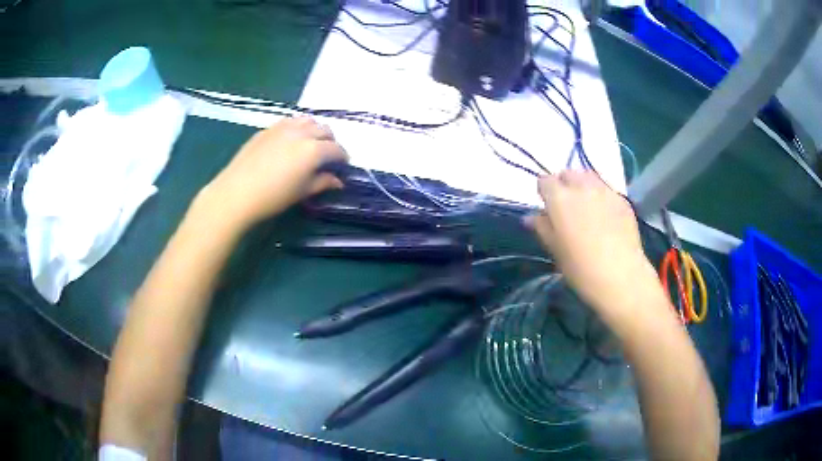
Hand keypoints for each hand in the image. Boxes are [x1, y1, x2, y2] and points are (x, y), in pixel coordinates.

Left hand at [201, 117, 347, 228]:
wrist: (236, 192)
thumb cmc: (273, 197)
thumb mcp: (302, 192)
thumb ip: (323, 182)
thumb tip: (338, 181)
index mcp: (314, 150)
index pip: (337, 149)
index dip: (343, 158)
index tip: (342, 167)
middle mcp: (302, 133)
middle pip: (325, 130)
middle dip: (331, 142)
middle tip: (327, 156)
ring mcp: (283, 127)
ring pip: (308, 121)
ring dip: (315, 130)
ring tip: (310, 144)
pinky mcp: (268, 129)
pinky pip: (290, 121)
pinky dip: (298, 128)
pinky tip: (291, 141)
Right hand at [526, 170, 655, 316]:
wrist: (621, 277)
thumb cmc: (581, 269)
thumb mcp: (555, 250)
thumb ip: (542, 227)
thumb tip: (530, 217)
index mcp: (560, 198)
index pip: (544, 181)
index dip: (544, 193)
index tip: (547, 209)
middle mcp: (582, 187)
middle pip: (568, 173)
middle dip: (563, 185)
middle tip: (566, 208)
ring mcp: (605, 191)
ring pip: (589, 176)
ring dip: (583, 186)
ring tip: (586, 207)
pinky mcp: (623, 199)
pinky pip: (606, 189)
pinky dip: (601, 196)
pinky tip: (605, 216)